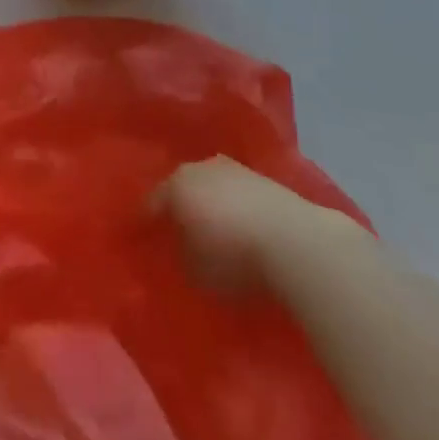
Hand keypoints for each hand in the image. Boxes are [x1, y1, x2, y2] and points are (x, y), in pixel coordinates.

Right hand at [155, 157, 359, 290]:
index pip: (152, 203)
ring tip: (214, 230)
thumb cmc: (233, 256)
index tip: (144, 239)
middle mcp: (200, 167)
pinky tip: (241, 227)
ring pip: (211, 186)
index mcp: (176, 185)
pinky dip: (235, 207)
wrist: (294, 240)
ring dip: (210, 204)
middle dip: (180, 208)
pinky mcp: (263, 178)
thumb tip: (181, 250)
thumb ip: (181, 257)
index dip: (147, 223)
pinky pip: (237, 193)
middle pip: (182, 188)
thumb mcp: (196, 271)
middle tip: (179, 232)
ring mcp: (233, 168)